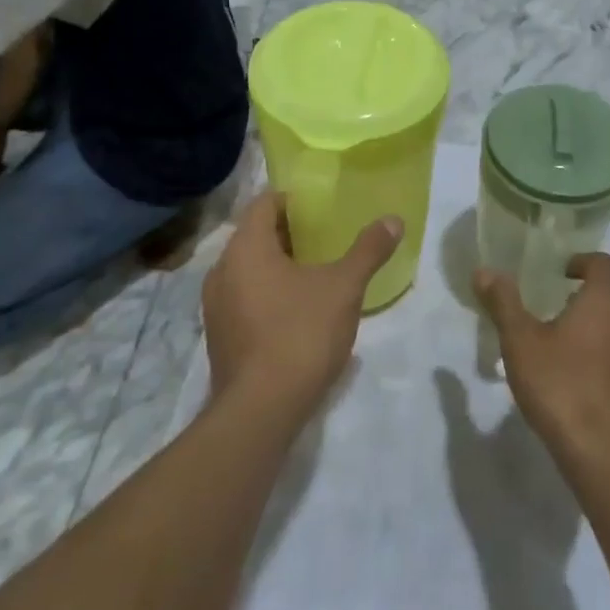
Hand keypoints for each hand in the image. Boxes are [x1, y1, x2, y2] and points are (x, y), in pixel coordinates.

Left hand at [202, 193, 402, 414]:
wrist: (261, 411)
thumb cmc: (300, 334)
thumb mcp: (344, 287)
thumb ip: (368, 250)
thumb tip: (393, 220)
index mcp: (246, 248)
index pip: (264, 203)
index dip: (293, 199)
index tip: (321, 205)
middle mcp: (222, 270)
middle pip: (255, 235)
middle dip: (289, 232)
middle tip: (326, 234)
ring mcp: (216, 306)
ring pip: (248, 268)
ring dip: (278, 264)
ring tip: (316, 269)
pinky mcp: (220, 336)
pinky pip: (244, 297)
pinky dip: (268, 292)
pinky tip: (298, 308)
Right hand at [475, 254, 609, 464]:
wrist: (606, 455)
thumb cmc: (561, 386)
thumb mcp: (520, 342)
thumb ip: (503, 303)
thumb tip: (485, 270)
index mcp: (605, 302)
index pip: (603, 263)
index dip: (582, 262)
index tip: (560, 273)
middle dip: (586, 297)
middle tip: (554, 309)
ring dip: (597, 330)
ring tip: (563, 348)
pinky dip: (606, 360)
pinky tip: (580, 384)